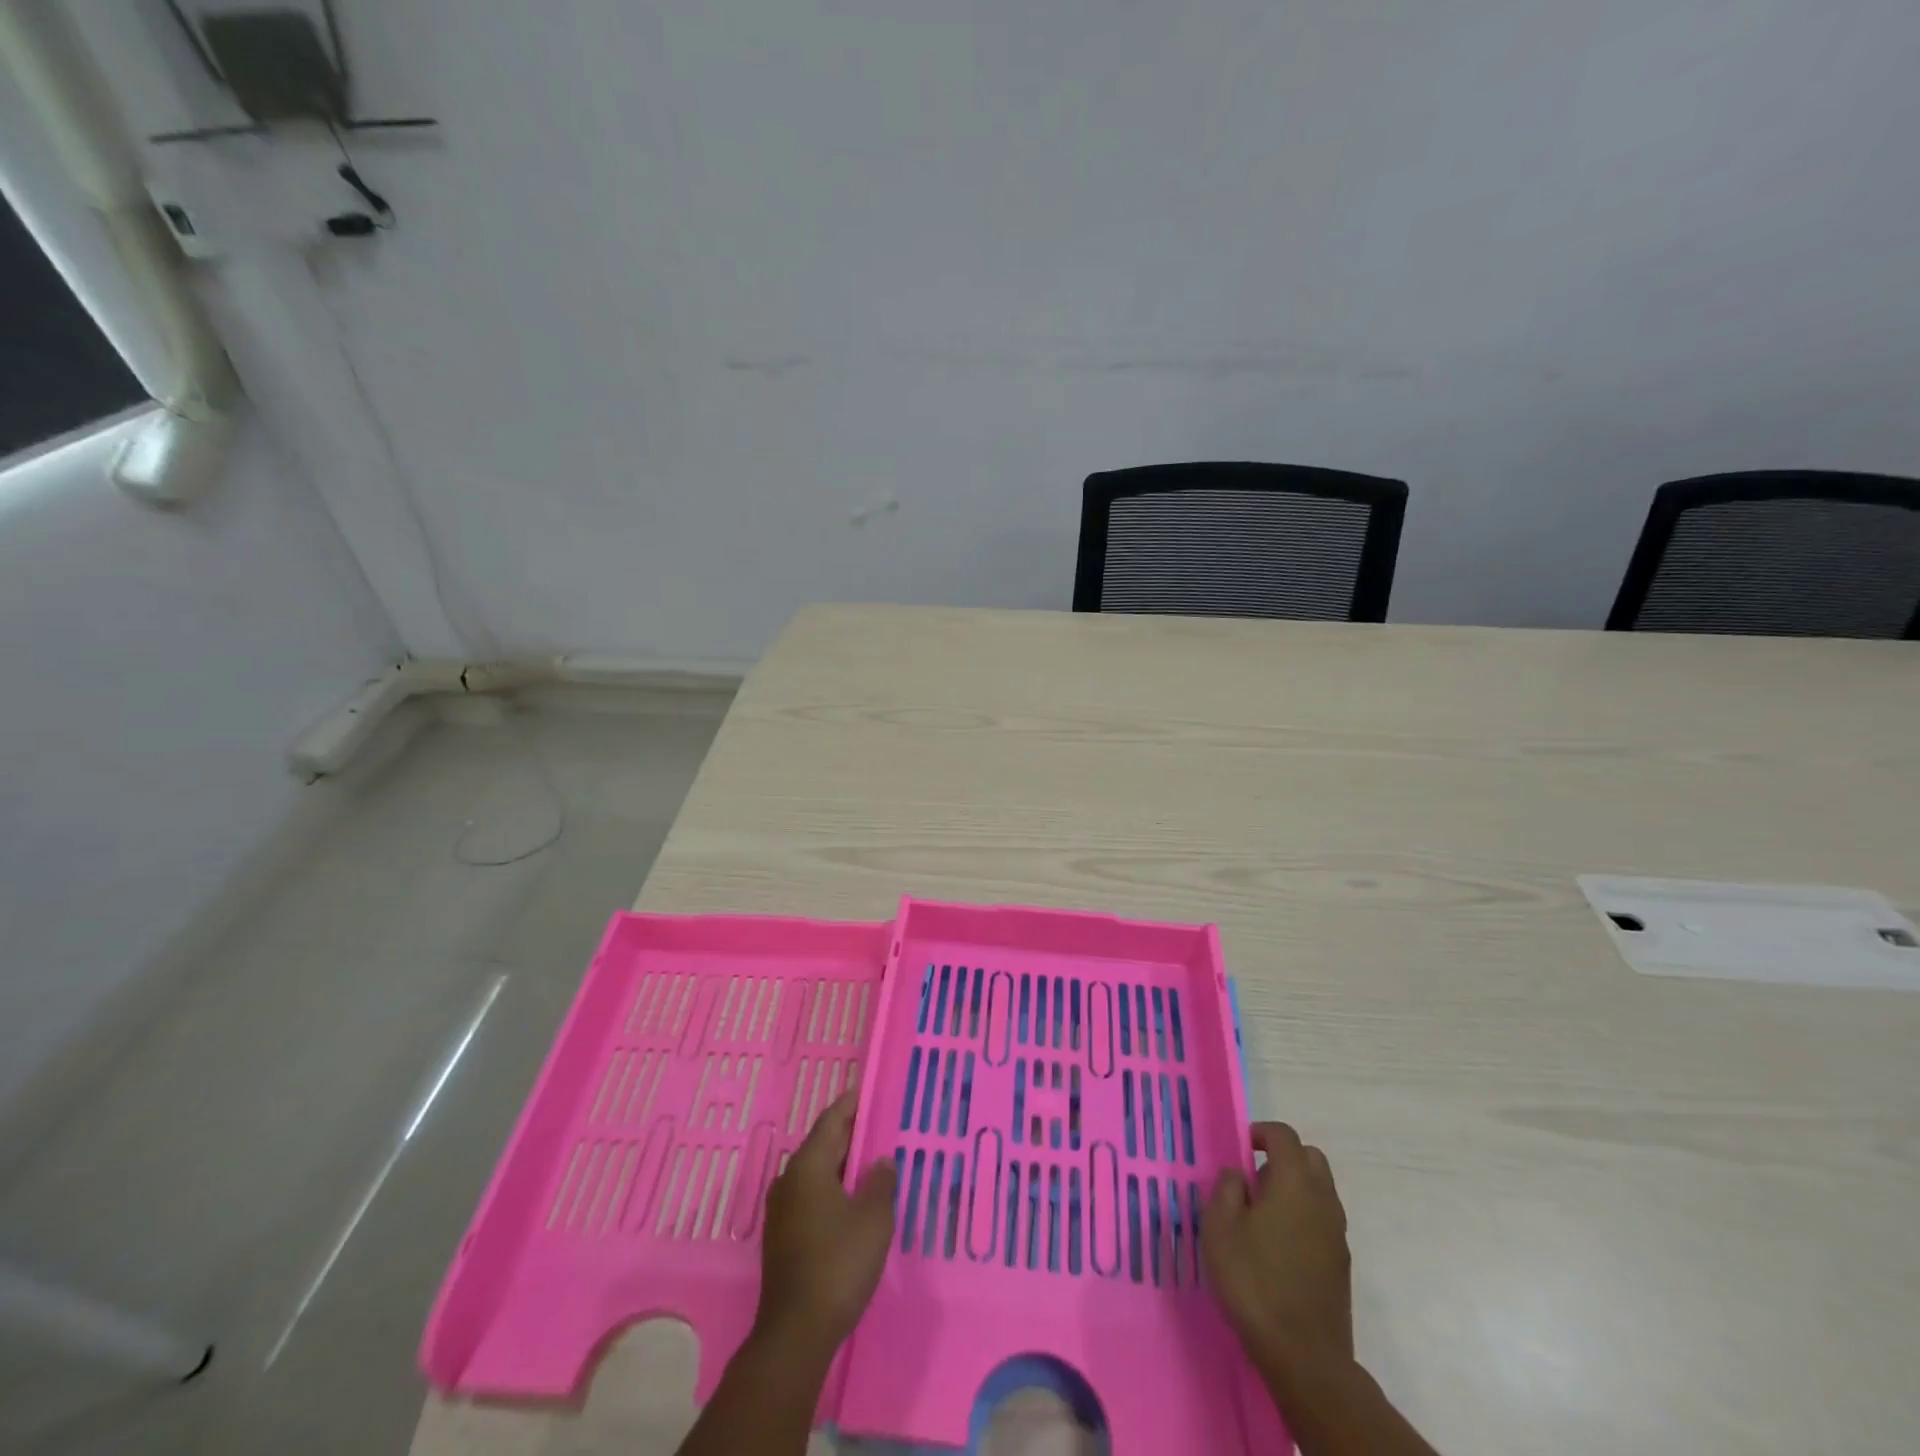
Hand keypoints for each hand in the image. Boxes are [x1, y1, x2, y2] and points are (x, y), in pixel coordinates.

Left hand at [754, 1088, 897, 1354]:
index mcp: (808, 1166)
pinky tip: (852, 1199)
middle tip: (877, 1123)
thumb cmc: (838, 1263)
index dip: (850, 1104)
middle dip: (849, 1134)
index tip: (865, 1089)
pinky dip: (832, 1187)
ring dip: (841, 1164)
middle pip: (822, 1145)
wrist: (796, 1331)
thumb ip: (880, 1182)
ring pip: (816, 1173)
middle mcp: (789, 1180)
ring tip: (870, 1160)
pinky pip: (811, 1196)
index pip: (831, 1121)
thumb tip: (880, 1161)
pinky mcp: (783, 1237)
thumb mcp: (873, 1218)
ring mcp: (782, 1210)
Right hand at [1203, 1122, 1352, 1388]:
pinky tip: (1279, 1246)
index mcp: (1294, 1183)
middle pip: (1310, 1158)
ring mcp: (1337, 1233)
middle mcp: (1323, 1200)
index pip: (1284, 1136)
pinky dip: (1303, 1216)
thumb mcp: (1220, 1227)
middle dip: (1283, 1157)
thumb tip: (1238, 1173)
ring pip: (1320, 1189)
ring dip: (1294, 1188)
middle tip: (1254, 1180)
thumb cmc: (1254, 1281)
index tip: (1240, 1147)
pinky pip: (1323, 1219)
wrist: (1304, 1356)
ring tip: (1262, 1215)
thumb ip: (1226, 1188)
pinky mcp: (1341, 1263)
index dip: (1261, 1132)